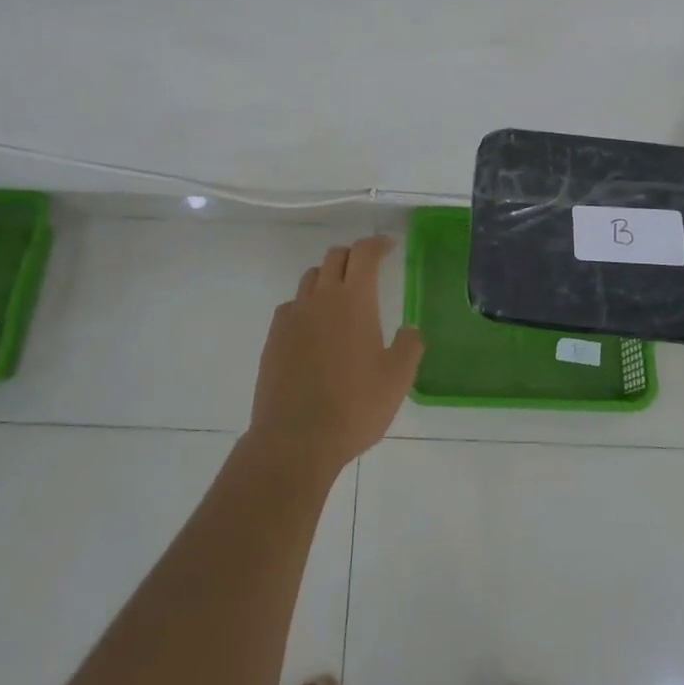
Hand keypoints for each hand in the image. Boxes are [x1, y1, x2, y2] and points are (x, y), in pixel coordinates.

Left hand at [248, 236, 423, 478]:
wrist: (295, 440)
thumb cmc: (354, 407)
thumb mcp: (397, 380)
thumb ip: (409, 347)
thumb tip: (409, 330)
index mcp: (354, 300)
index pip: (364, 253)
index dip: (377, 244)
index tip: (389, 247)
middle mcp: (321, 298)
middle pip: (334, 258)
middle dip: (353, 256)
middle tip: (367, 270)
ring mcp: (293, 316)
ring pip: (310, 278)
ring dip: (327, 277)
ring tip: (340, 297)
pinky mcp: (274, 337)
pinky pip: (291, 306)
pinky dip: (306, 305)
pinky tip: (313, 327)